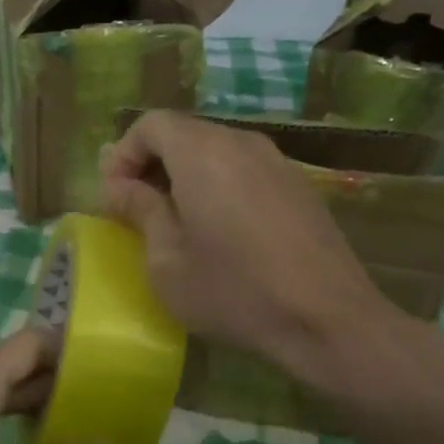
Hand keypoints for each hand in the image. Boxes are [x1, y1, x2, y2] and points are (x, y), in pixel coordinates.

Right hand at [99, 111, 426, 385]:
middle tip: (137, 209)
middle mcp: (241, 143)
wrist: (328, 319)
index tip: (115, 196)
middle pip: (184, 133)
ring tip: (177, 222)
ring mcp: (276, 162)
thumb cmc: (234, 291)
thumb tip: (120, 186)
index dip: (123, 154)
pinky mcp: (299, 186)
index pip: (151, 124)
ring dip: (185, 175)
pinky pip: (245, 169)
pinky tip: (222, 231)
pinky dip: (219, 185)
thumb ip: (140, 210)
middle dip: (152, 164)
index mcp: (202, 153)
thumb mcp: (167, 260)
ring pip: (216, 150)